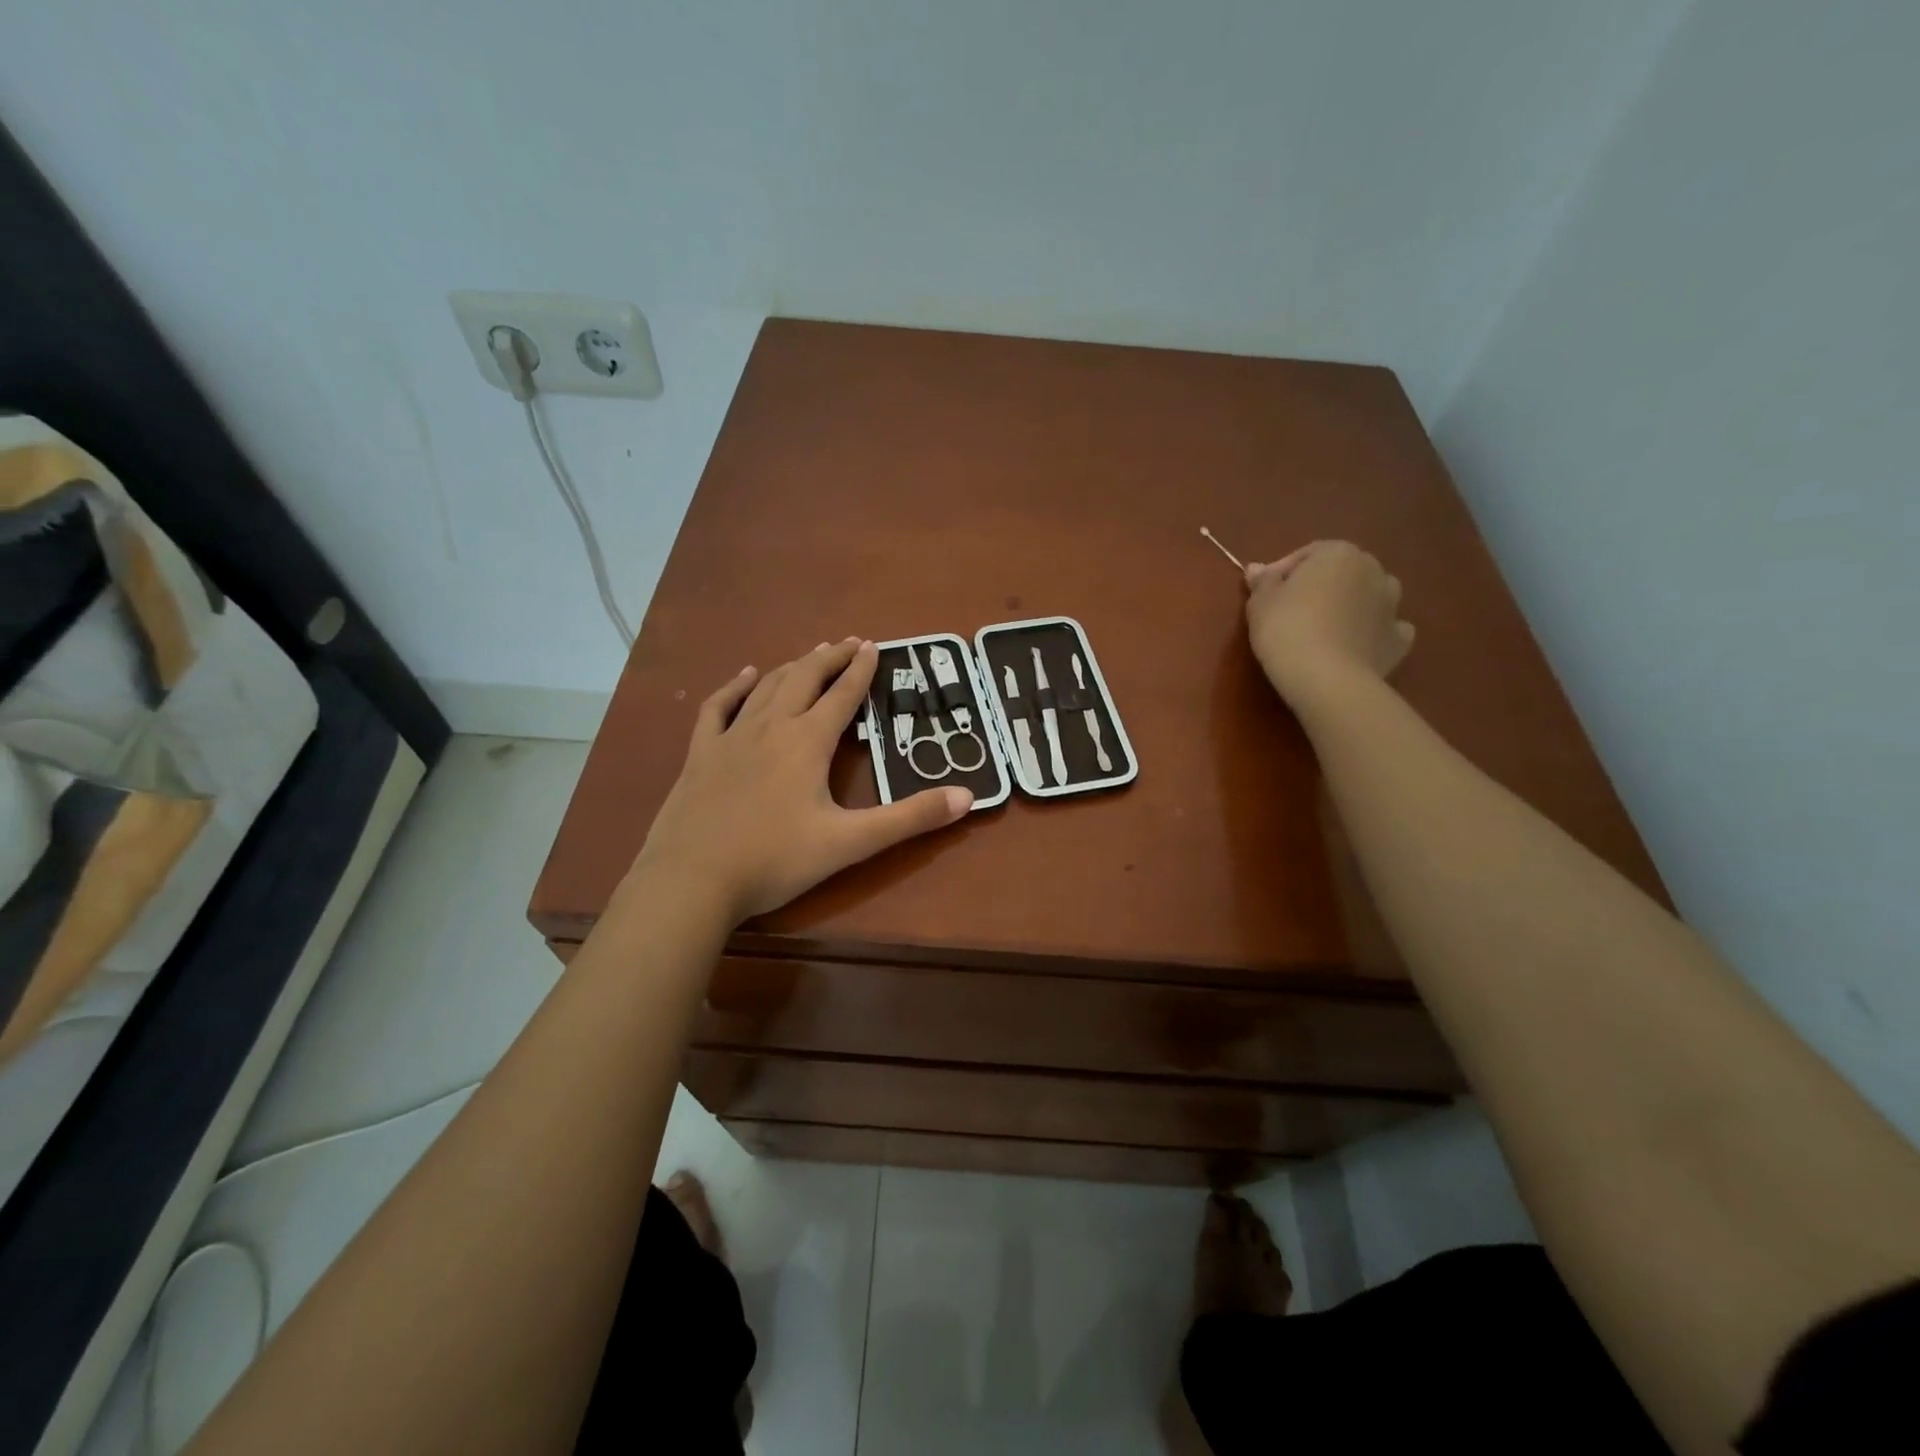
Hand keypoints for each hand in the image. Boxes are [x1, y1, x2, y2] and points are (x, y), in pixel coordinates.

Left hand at [632, 638, 971, 922]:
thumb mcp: (850, 843)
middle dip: (830, 658)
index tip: (874, 646)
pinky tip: (746, 675)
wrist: (692, 879)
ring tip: (811, 654)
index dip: (861, 670)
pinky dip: (736, 686)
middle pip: (805, 679)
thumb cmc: (775, 860)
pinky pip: (719, 707)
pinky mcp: (701, 754)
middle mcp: (771, 727)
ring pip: (768, 687)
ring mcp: (732, 737)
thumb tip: (967, 796)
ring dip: (794, 667)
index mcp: (808, 742)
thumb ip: (910, 818)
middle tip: (850, 642)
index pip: (842, 695)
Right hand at [1244, 542, 1414, 707]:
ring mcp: (1392, 605)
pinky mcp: (1399, 639)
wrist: (1326, 678)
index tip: (1265, 594)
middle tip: (1292, 611)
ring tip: (1324, 628)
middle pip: (1342, 572)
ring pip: (1369, 597)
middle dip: (1320, 586)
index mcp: (1339, 554)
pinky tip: (1354, 646)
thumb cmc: (1287, 629)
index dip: (1283, 572)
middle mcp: (1374, 570)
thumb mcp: (1260, 603)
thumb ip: (1263, 582)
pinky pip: (1385, 628)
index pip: (1308, 554)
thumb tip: (1257, 569)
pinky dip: (1371, 633)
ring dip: (1351, 605)